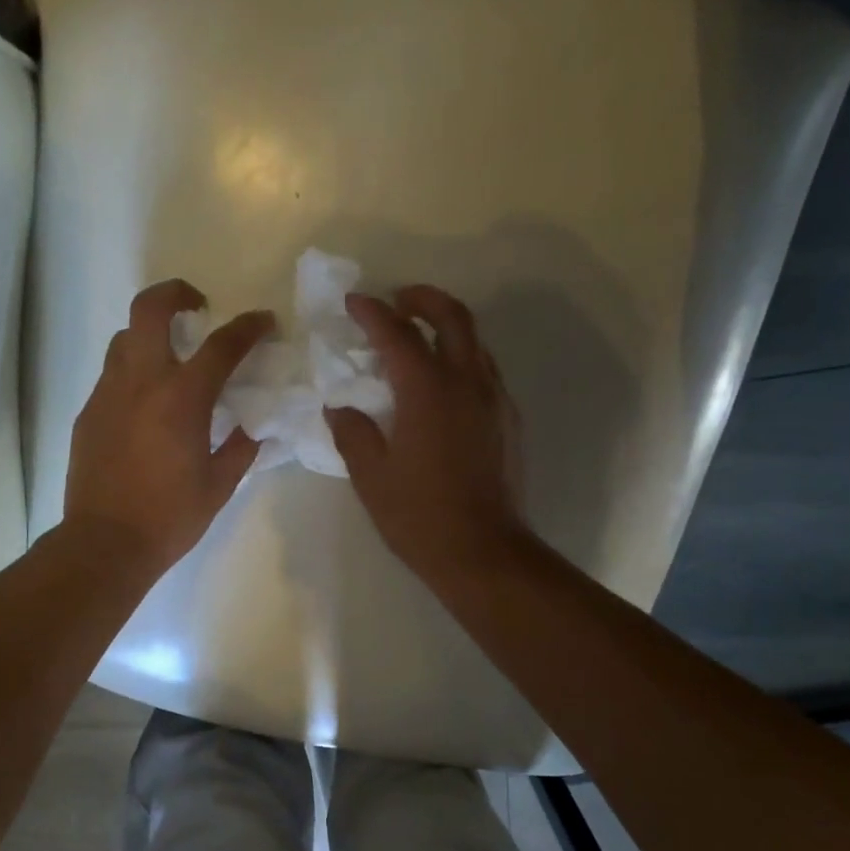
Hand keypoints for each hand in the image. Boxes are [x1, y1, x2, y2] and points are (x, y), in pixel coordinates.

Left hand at [63, 279, 270, 575]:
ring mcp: (107, 394)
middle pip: (150, 309)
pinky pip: (112, 376)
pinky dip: (133, 374)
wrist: (106, 543)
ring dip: (150, 336)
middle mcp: (141, 382)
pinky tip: (145, 407)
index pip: (221, 345)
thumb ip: (240, 449)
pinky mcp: (88, 413)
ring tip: (170, 361)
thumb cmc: (170, 518)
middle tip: (198, 308)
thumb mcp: (219, 486)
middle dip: (176, 294)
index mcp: (182, 399)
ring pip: (125, 339)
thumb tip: (253, 428)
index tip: (263, 322)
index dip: (248, 327)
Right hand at [325, 286, 526, 584]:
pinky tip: (445, 386)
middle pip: (452, 317)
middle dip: (422, 299)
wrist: (482, 551)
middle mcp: (467, 382)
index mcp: (428, 390)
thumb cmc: (419, 516)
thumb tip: (340, 408)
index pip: (398, 334)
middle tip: (398, 300)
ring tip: (420, 339)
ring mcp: (495, 401)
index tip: (353, 302)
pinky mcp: (509, 422)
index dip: (373, 313)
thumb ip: (353, 433)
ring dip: (447, 327)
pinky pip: (486, 373)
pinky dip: (463, 360)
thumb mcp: (371, 476)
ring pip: (476, 343)